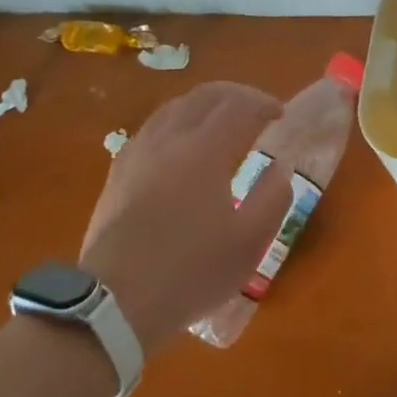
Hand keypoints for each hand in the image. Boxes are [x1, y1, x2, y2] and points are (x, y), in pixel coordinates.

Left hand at [79, 82, 292, 351]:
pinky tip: (180, 144)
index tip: (280, 114)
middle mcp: (170, 139)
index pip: (239, 106)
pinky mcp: (118, 171)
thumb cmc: (190, 272)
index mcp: (205, 151)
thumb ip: (273, 198)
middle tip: (256, 109)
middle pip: (204, 96)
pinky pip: (152, 127)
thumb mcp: (249, 243)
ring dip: (204, 104)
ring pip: (174, 107)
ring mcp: (139, 152)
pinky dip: (177, 121)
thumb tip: (280, 166)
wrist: (115, 301)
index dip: (263, 103)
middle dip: (236, 94)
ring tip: (221, 121)